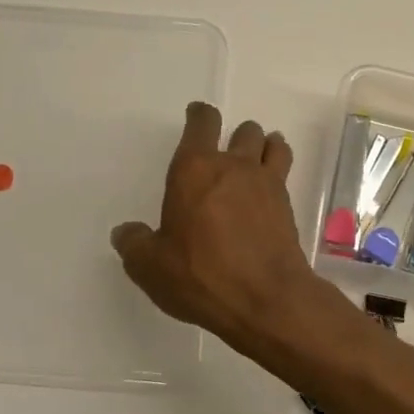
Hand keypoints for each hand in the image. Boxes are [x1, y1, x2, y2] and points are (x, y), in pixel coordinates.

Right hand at [112, 103, 348, 364]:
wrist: (265, 299)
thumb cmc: (201, 275)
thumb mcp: (151, 266)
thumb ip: (135, 244)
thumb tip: (125, 233)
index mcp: (194, 169)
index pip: (201, 123)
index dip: (199, 114)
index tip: (196, 114)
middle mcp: (233, 165)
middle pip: (243, 130)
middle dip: (236, 136)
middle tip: (227, 152)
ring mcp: (266, 182)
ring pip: (271, 143)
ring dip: (263, 145)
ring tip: (257, 158)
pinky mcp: (287, 205)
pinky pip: (284, 171)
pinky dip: (277, 170)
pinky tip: (269, 191)